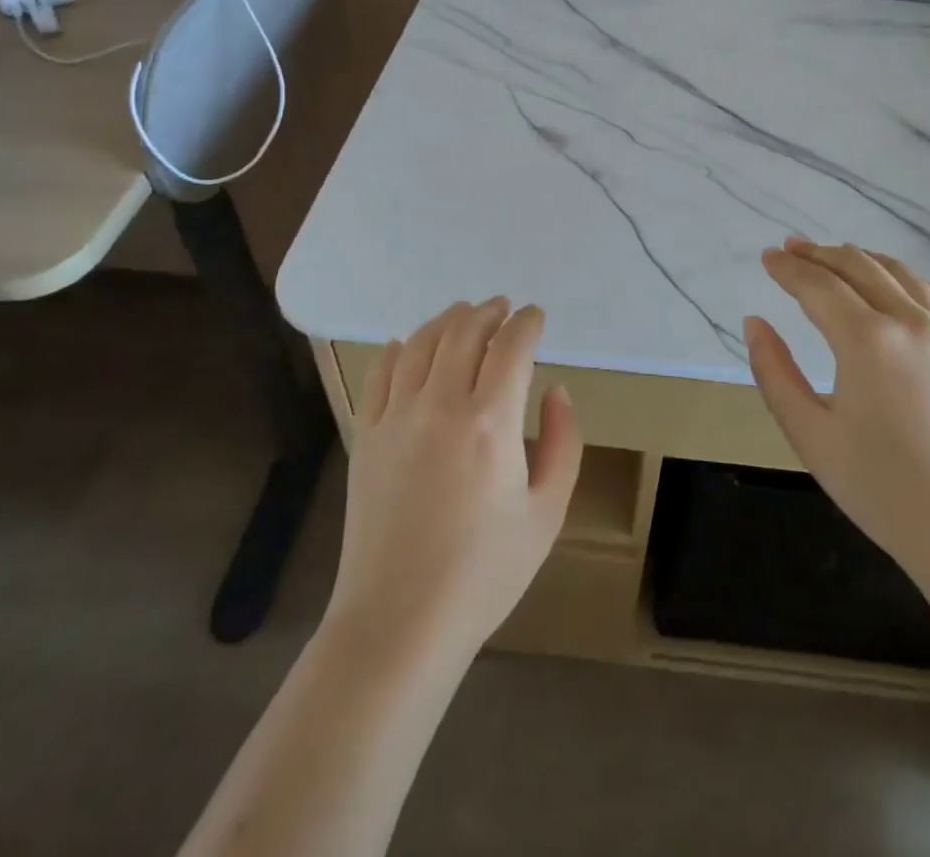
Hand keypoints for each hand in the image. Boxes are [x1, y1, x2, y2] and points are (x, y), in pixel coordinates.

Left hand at [326, 299, 582, 664]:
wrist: (399, 622)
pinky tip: (409, 344)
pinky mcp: (366, 434)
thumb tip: (556, 391)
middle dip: (489, 312)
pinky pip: (382, 373)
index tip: (536, 316)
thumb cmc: (484, 574)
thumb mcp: (546, 514)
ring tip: (464, 314)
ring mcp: (397, 417)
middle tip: (504, 308)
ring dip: (448, 320)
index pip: (511, 347)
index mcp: (491, 422)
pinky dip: (399, 348)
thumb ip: (563, 443)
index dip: (527, 323)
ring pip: (423, 343)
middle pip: (465, 332)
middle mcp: (441, 405)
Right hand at [744, 239, 929, 595]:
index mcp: (868, 341)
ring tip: (835, 257)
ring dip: (861, 259)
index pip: (818, 285)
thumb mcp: (810, 436)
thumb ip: (774, 373)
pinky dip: (904, 278)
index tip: (766, 256)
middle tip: (791, 247)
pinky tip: (892, 284)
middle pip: (859, 267)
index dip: (788, 268)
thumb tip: (754, 323)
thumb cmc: (883, 490)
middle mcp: (912, 322)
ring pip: (900, 274)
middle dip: (819, 253)